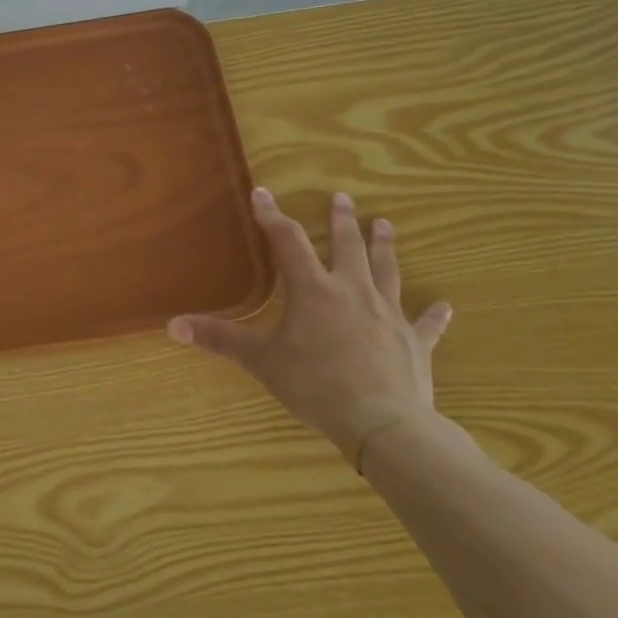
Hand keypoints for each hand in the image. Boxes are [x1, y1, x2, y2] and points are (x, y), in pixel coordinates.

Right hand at [167, 188, 452, 466]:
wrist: (383, 423)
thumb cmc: (315, 385)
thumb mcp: (261, 361)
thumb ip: (220, 339)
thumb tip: (173, 324)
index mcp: (313, 291)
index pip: (288, 242)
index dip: (273, 216)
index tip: (263, 193)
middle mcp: (353, 292)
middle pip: (348, 247)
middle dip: (342, 221)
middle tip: (343, 197)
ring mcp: (389, 315)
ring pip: (387, 271)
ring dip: (384, 247)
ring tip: (384, 224)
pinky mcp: (414, 342)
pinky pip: (425, 323)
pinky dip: (433, 314)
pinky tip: (444, 305)